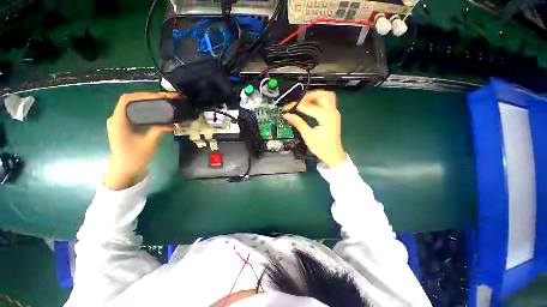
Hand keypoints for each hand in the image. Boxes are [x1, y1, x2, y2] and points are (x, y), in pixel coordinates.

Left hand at [104, 92, 179, 189]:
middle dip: (149, 98)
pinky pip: (136, 114)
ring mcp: (121, 123)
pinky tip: (158, 113)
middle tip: (166, 99)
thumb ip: (159, 131)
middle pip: (131, 102)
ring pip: (134, 108)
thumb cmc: (134, 158)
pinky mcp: (126, 127)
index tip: (160, 96)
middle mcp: (117, 119)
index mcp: (118, 121)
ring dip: (149, 104)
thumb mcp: (149, 144)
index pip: (127, 100)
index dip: (143, 95)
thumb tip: (172, 123)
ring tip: (164, 103)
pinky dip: (147, 111)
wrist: (125, 171)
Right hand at [283, 90, 346, 167]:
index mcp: (325, 117)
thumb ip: (297, 123)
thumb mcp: (307, 135)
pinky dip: (319, 99)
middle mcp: (332, 111)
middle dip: (307, 96)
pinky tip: (311, 105)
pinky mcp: (334, 115)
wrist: (333, 155)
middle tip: (296, 102)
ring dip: (315, 95)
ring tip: (303, 101)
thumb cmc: (320, 147)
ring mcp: (335, 112)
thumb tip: (286, 115)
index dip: (295, 105)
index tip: (286, 108)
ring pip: (327, 96)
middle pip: (321, 95)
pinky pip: (328, 101)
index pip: (308, 106)